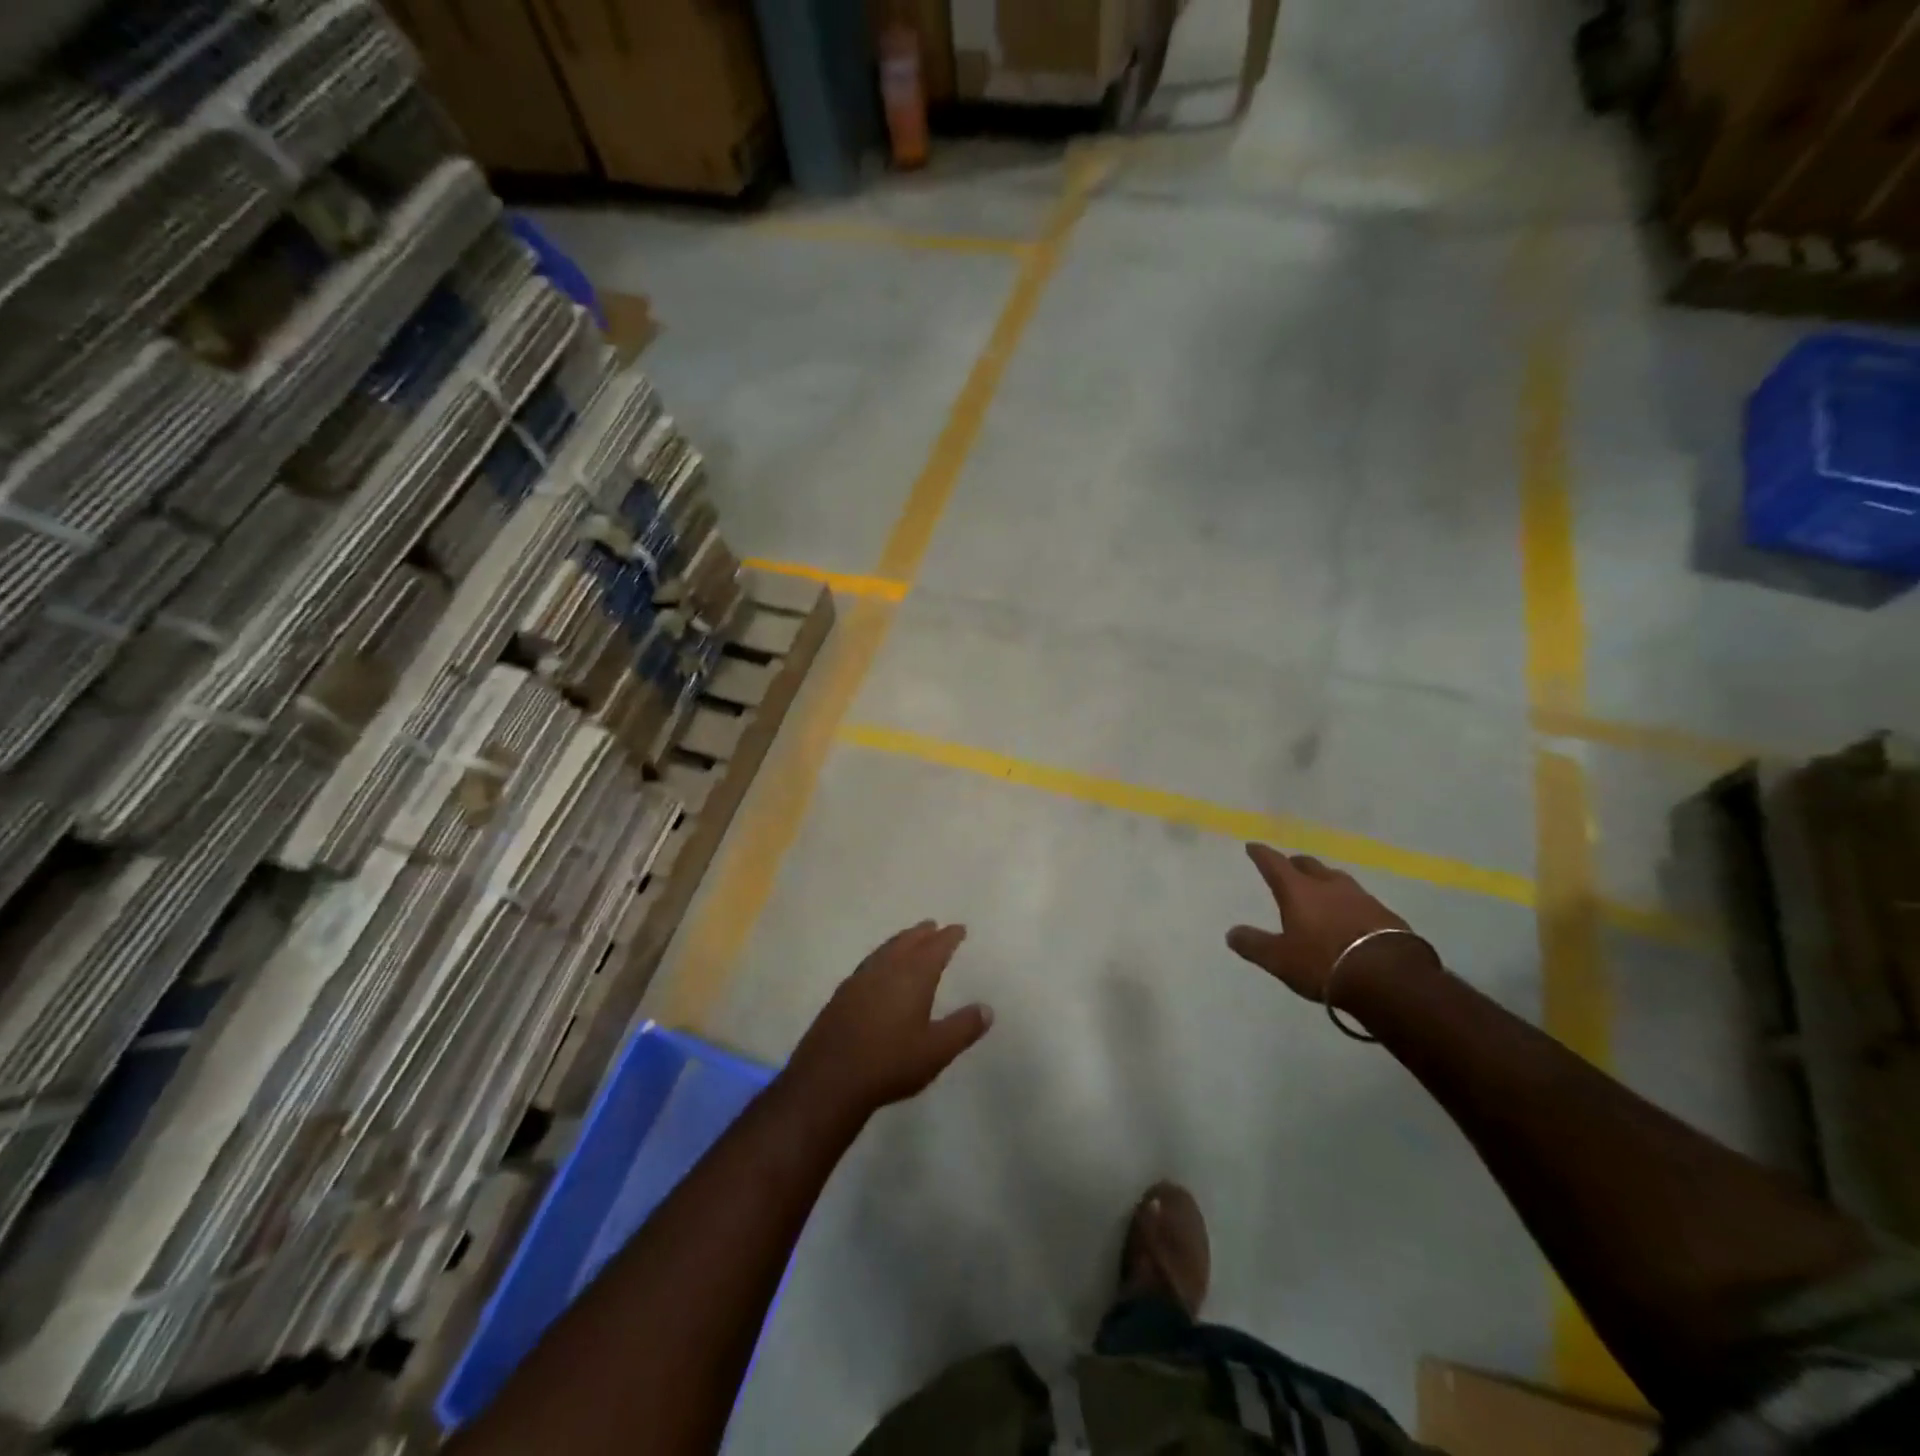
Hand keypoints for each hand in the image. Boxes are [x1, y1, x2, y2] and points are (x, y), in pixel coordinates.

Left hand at [787, 921, 991, 1116]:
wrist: (829, 1079)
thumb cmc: (890, 1063)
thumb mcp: (936, 1050)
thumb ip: (963, 1028)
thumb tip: (987, 1009)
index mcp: (912, 976)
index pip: (935, 948)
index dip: (949, 937)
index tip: (959, 928)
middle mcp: (886, 969)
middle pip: (907, 942)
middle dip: (923, 933)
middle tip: (933, 926)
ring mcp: (859, 980)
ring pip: (885, 950)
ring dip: (900, 941)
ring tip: (909, 940)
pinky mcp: (841, 995)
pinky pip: (869, 964)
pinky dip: (881, 958)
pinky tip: (879, 971)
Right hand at [1226, 843, 1419, 1004]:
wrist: (1389, 977)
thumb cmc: (1323, 963)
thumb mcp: (1280, 959)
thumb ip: (1254, 944)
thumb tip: (1231, 933)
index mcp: (1299, 891)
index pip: (1275, 864)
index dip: (1262, 854)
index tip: (1253, 846)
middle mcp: (1329, 886)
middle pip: (1308, 865)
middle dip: (1295, 864)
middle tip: (1288, 867)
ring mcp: (1361, 897)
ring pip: (1337, 879)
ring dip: (1324, 880)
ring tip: (1320, 888)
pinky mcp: (1385, 915)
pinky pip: (1360, 900)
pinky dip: (1348, 902)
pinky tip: (1350, 914)